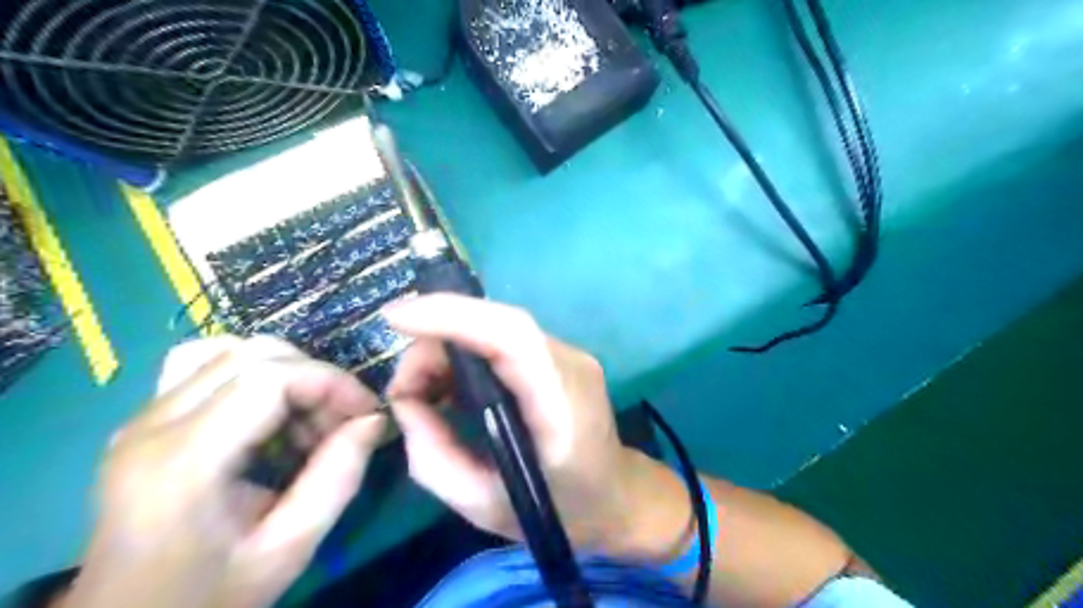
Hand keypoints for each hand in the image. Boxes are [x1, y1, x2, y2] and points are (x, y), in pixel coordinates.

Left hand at [65, 337, 387, 607]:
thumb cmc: (209, 594)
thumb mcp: (289, 548)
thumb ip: (338, 478)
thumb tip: (374, 420)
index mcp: (184, 461)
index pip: (270, 378)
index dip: (331, 382)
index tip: (366, 413)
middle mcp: (153, 425)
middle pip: (253, 355)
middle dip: (314, 378)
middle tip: (339, 422)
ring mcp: (143, 418)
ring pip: (230, 350)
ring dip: (286, 373)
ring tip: (304, 419)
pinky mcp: (146, 420)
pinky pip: (204, 365)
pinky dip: (252, 374)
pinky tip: (267, 413)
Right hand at [383, 295, 683, 559]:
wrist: (616, 495)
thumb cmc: (557, 510)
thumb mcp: (483, 505)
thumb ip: (433, 456)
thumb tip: (406, 402)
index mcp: (561, 405)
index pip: (512, 336)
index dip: (453, 316)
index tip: (396, 318)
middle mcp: (570, 364)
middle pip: (497, 324)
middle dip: (437, 339)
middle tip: (405, 387)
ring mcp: (569, 355)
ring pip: (496, 328)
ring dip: (449, 348)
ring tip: (422, 392)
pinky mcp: (559, 356)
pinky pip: (503, 341)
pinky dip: (466, 355)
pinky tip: (449, 387)